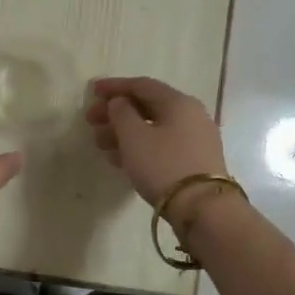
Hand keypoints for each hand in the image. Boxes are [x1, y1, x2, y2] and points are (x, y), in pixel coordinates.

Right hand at [85, 76, 228, 209]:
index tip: (91, 91)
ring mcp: (196, 140)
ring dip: (124, 133)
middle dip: (116, 113)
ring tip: (100, 144)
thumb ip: (121, 112)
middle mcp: (191, 115)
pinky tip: (119, 159)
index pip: (142, 85)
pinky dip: (139, 147)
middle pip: (147, 106)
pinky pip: (162, 146)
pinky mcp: (195, 162)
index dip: (114, 86)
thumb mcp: (134, 136)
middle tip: (91, 122)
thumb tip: (120, 102)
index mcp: (179, 102)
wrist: (203, 209)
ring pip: (153, 128)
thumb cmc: (163, 165)